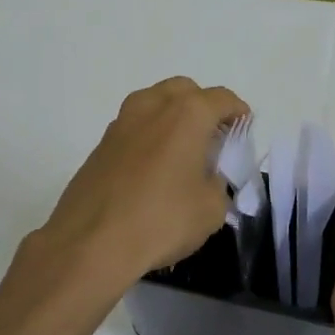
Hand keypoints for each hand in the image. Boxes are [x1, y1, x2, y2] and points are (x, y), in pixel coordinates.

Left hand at [37, 77, 247, 288]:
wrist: (91, 243)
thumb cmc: (161, 220)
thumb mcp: (211, 208)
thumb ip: (218, 183)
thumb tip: (206, 177)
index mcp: (187, 114)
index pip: (221, 99)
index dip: (237, 112)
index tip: (244, 127)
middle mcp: (152, 107)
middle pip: (184, 91)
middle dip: (203, 106)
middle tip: (213, 136)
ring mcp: (121, 123)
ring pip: (154, 104)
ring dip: (172, 117)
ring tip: (183, 150)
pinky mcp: (100, 146)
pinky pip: (134, 128)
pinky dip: (149, 136)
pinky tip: (154, 168)